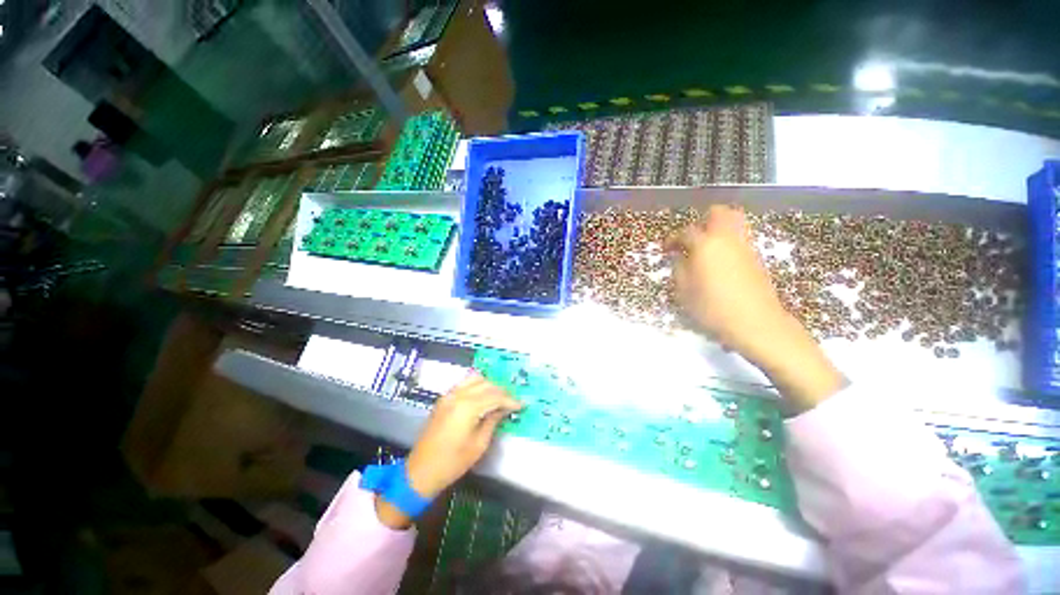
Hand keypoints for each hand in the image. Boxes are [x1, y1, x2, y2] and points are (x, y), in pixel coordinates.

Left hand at [375, 373, 521, 528]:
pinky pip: (464, 384)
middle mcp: (458, 395)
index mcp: (467, 407)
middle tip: (512, 403)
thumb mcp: (479, 445)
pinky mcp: (444, 399)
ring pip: (475, 379)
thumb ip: (493, 421)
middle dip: (502, 392)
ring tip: (499, 398)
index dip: (510, 400)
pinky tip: (483, 396)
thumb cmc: (452, 463)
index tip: (522, 405)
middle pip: (486, 385)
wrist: (420, 471)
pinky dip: (477, 385)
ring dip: (489, 386)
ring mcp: (449, 395)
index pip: (495, 396)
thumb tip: (504, 408)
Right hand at [666, 205, 789, 361]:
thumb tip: (679, 257)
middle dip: (701, 221)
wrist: (755, 322)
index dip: (672, 239)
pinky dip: (728, 240)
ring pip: (734, 221)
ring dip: (717, 227)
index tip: (666, 249)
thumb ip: (678, 268)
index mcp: (705, 245)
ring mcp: (745, 246)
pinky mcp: (756, 257)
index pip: (685, 232)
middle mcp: (727, 238)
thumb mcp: (684, 291)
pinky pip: (740, 237)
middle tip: (691, 238)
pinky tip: (719, 260)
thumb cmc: (712, 307)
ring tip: (705, 246)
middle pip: (718, 213)